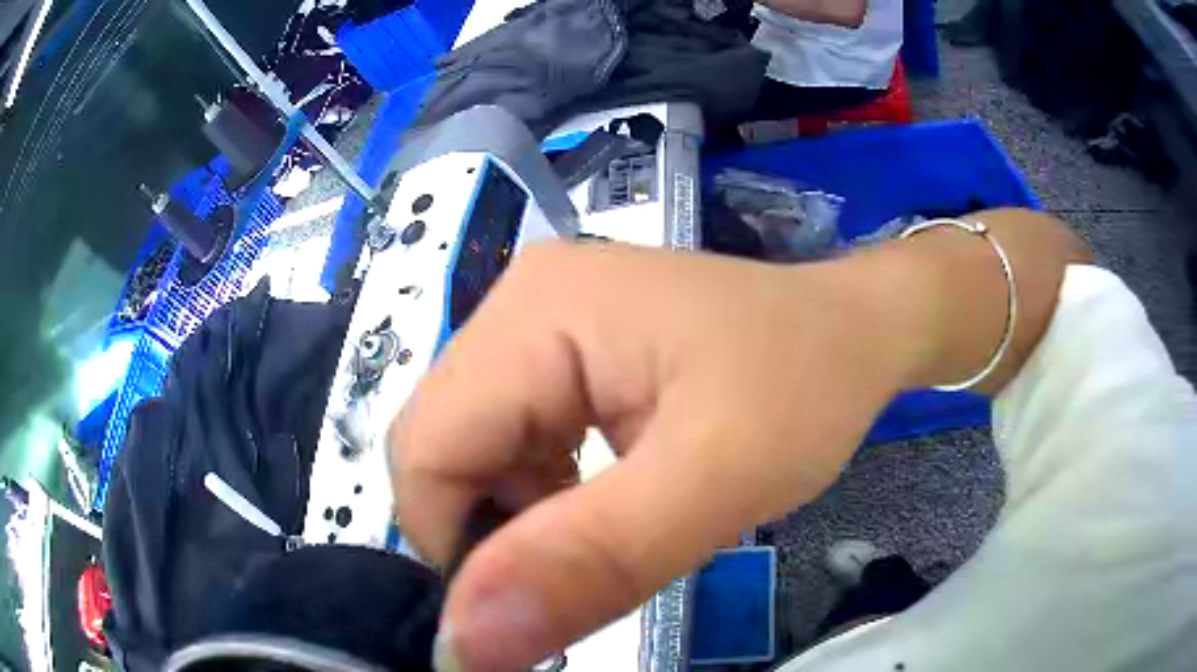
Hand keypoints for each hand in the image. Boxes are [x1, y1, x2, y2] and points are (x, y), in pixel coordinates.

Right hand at [389, 242, 917, 669]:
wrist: (855, 333)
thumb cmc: (807, 385)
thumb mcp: (718, 482)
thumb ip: (590, 565)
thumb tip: (464, 644)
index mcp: (536, 313)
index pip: (425, 452)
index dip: (457, 547)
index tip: (532, 606)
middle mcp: (515, 306)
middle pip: (441, 450)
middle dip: (494, 531)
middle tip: (585, 566)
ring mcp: (535, 325)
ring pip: (471, 454)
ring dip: (519, 517)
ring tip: (607, 530)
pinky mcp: (559, 352)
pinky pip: (509, 443)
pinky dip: (538, 495)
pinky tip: (601, 502)